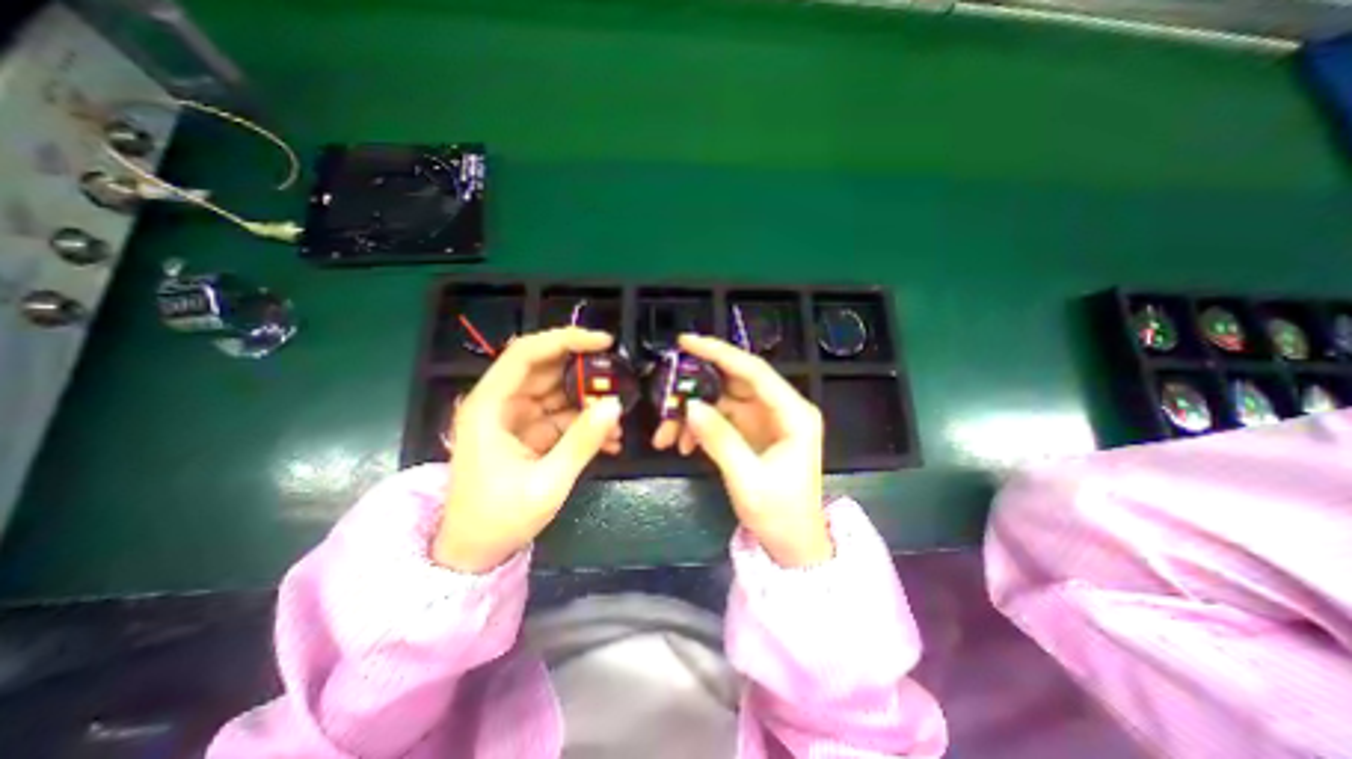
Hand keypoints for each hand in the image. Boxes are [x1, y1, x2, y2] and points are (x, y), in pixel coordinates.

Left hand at [433, 330, 621, 572]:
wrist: (475, 553)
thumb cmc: (499, 519)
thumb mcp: (547, 482)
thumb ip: (582, 441)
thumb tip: (615, 405)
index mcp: (490, 406)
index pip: (526, 354)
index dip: (565, 341)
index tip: (603, 343)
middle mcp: (501, 403)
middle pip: (546, 369)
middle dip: (586, 373)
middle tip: (621, 379)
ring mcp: (517, 418)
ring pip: (559, 392)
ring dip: (590, 401)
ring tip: (619, 416)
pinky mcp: (530, 432)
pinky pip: (563, 416)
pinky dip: (586, 423)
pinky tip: (610, 439)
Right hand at [649, 336, 830, 566]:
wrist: (792, 544)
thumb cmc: (780, 515)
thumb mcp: (748, 479)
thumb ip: (720, 439)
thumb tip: (690, 406)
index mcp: (793, 414)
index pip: (754, 371)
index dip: (720, 352)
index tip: (686, 342)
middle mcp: (781, 409)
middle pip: (734, 382)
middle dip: (696, 387)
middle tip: (665, 390)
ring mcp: (765, 419)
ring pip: (722, 400)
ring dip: (692, 412)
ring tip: (665, 434)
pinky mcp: (752, 431)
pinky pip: (720, 418)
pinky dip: (699, 427)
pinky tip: (682, 445)